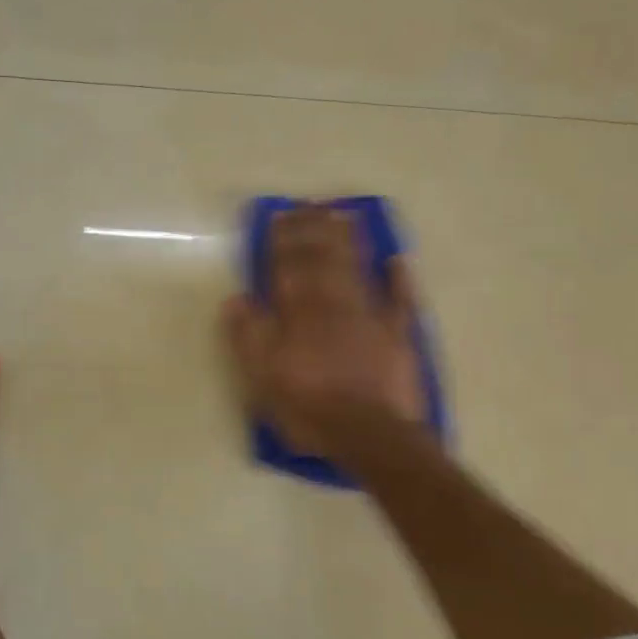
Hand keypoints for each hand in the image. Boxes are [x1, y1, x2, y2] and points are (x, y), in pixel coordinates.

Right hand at [223, 204, 425, 467]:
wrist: (370, 434)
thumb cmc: (309, 407)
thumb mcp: (263, 377)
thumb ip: (250, 335)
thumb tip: (236, 298)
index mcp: (299, 314)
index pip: (289, 267)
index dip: (284, 240)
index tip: (281, 214)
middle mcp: (334, 305)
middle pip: (323, 260)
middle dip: (314, 230)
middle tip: (310, 204)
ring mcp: (370, 318)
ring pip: (357, 269)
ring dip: (349, 240)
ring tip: (342, 214)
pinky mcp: (398, 336)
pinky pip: (401, 301)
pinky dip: (400, 279)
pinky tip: (397, 260)